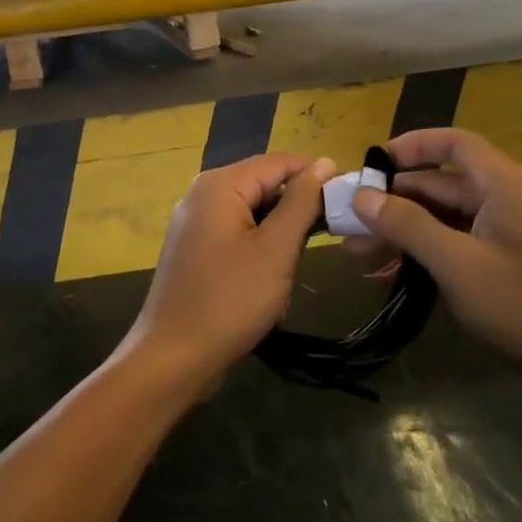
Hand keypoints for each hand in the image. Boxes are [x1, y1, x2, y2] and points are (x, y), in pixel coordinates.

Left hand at [115, 154, 334, 396]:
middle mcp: (202, 195)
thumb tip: (325, 162)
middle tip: (324, 243)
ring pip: (253, 215)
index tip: (348, 202)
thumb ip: (302, 202)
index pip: (280, 162)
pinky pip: (237, 236)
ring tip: (292, 271)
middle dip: (296, 212)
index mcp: (219, 185)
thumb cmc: (230, 300)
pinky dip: (259, 252)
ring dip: (279, 239)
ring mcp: (195, 224)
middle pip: (264, 186)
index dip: (317, 177)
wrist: (174, 358)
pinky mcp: (195, 250)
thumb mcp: (276, 249)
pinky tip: (269, 284)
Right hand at [349, 129, 521, 408]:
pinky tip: (391, 276)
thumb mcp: (456, 263)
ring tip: (358, 255)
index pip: (452, 143)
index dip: (410, 146)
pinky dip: (425, 254)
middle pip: (441, 184)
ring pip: (445, 219)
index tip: (370, 165)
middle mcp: (507, 200)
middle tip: (349, 222)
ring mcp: (509, 235)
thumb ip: (407, 225)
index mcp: (503, 185)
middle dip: (393, 201)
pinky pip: (458, 245)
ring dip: (403, 232)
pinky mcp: (509, 265)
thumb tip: (362, 196)